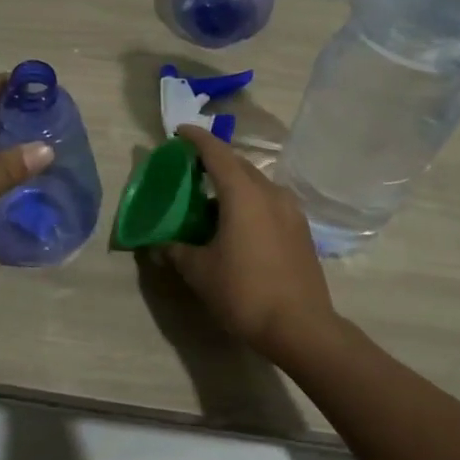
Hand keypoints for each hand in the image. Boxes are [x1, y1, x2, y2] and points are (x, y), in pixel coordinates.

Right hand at [160, 125, 339, 358]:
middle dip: (214, 161)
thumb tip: (158, 246)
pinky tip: (237, 224)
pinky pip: (269, 202)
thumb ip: (176, 251)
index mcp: (243, 193)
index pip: (216, 152)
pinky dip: (249, 201)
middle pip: (239, 164)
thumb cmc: (244, 292)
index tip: (179, 132)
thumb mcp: (200, 272)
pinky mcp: (300, 229)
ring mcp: (291, 210)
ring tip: (211, 200)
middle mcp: (270, 192)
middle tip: (190, 168)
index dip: (196, 138)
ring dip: (233, 184)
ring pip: (257, 184)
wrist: (301, 327)